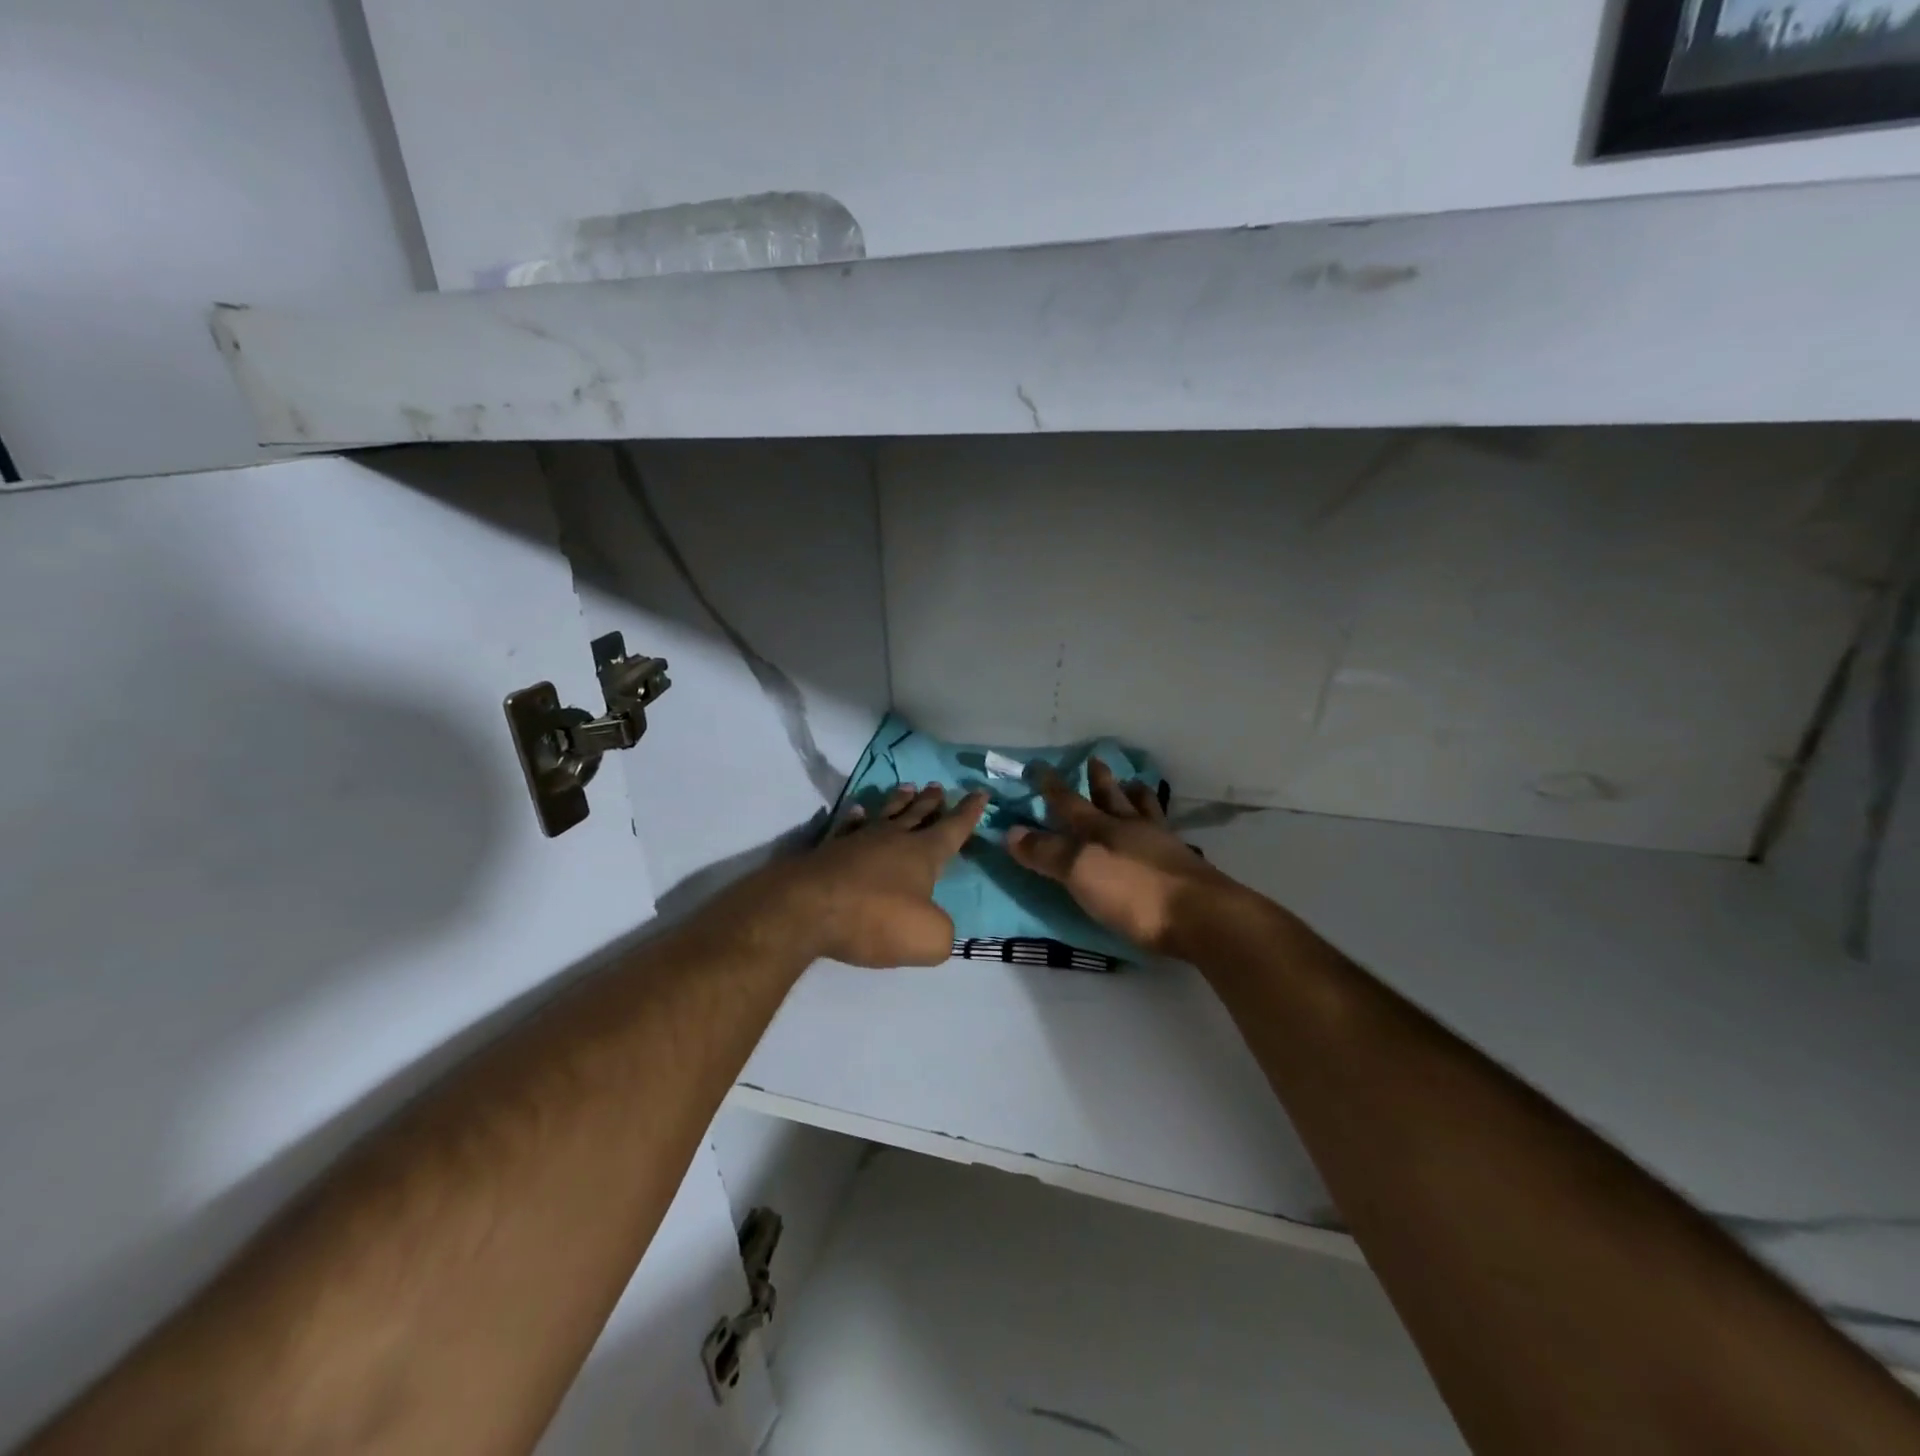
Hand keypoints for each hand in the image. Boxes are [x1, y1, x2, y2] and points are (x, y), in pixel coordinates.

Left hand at [777, 784, 987, 967]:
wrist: (806, 909)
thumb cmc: (875, 919)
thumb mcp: (927, 938)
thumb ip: (942, 932)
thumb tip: (937, 926)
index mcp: (923, 854)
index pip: (953, 828)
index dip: (969, 813)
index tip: (980, 792)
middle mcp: (893, 839)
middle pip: (917, 814)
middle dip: (932, 802)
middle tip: (938, 786)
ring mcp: (858, 841)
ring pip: (886, 814)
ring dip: (899, 802)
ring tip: (908, 787)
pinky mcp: (829, 851)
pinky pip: (849, 827)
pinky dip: (857, 818)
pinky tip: (859, 812)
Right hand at [1005, 759, 1236, 957]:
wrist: (1200, 916)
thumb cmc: (1133, 893)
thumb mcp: (1080, 871)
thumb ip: (1047, 852)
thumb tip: (1010, 830)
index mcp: (1101, 829)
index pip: (1069, 802)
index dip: (1052, 786)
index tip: (1039, 767)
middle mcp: (1131, 829)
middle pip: (1111, 797)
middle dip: (1099, 780)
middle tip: (1095, 759)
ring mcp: (1161, 845)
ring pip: (1144, 810)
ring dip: (1135, 794)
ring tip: (1134, 783)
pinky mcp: (1183, 866)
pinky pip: (1166, 832)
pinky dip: (1158, 823)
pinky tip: (1162, 829)